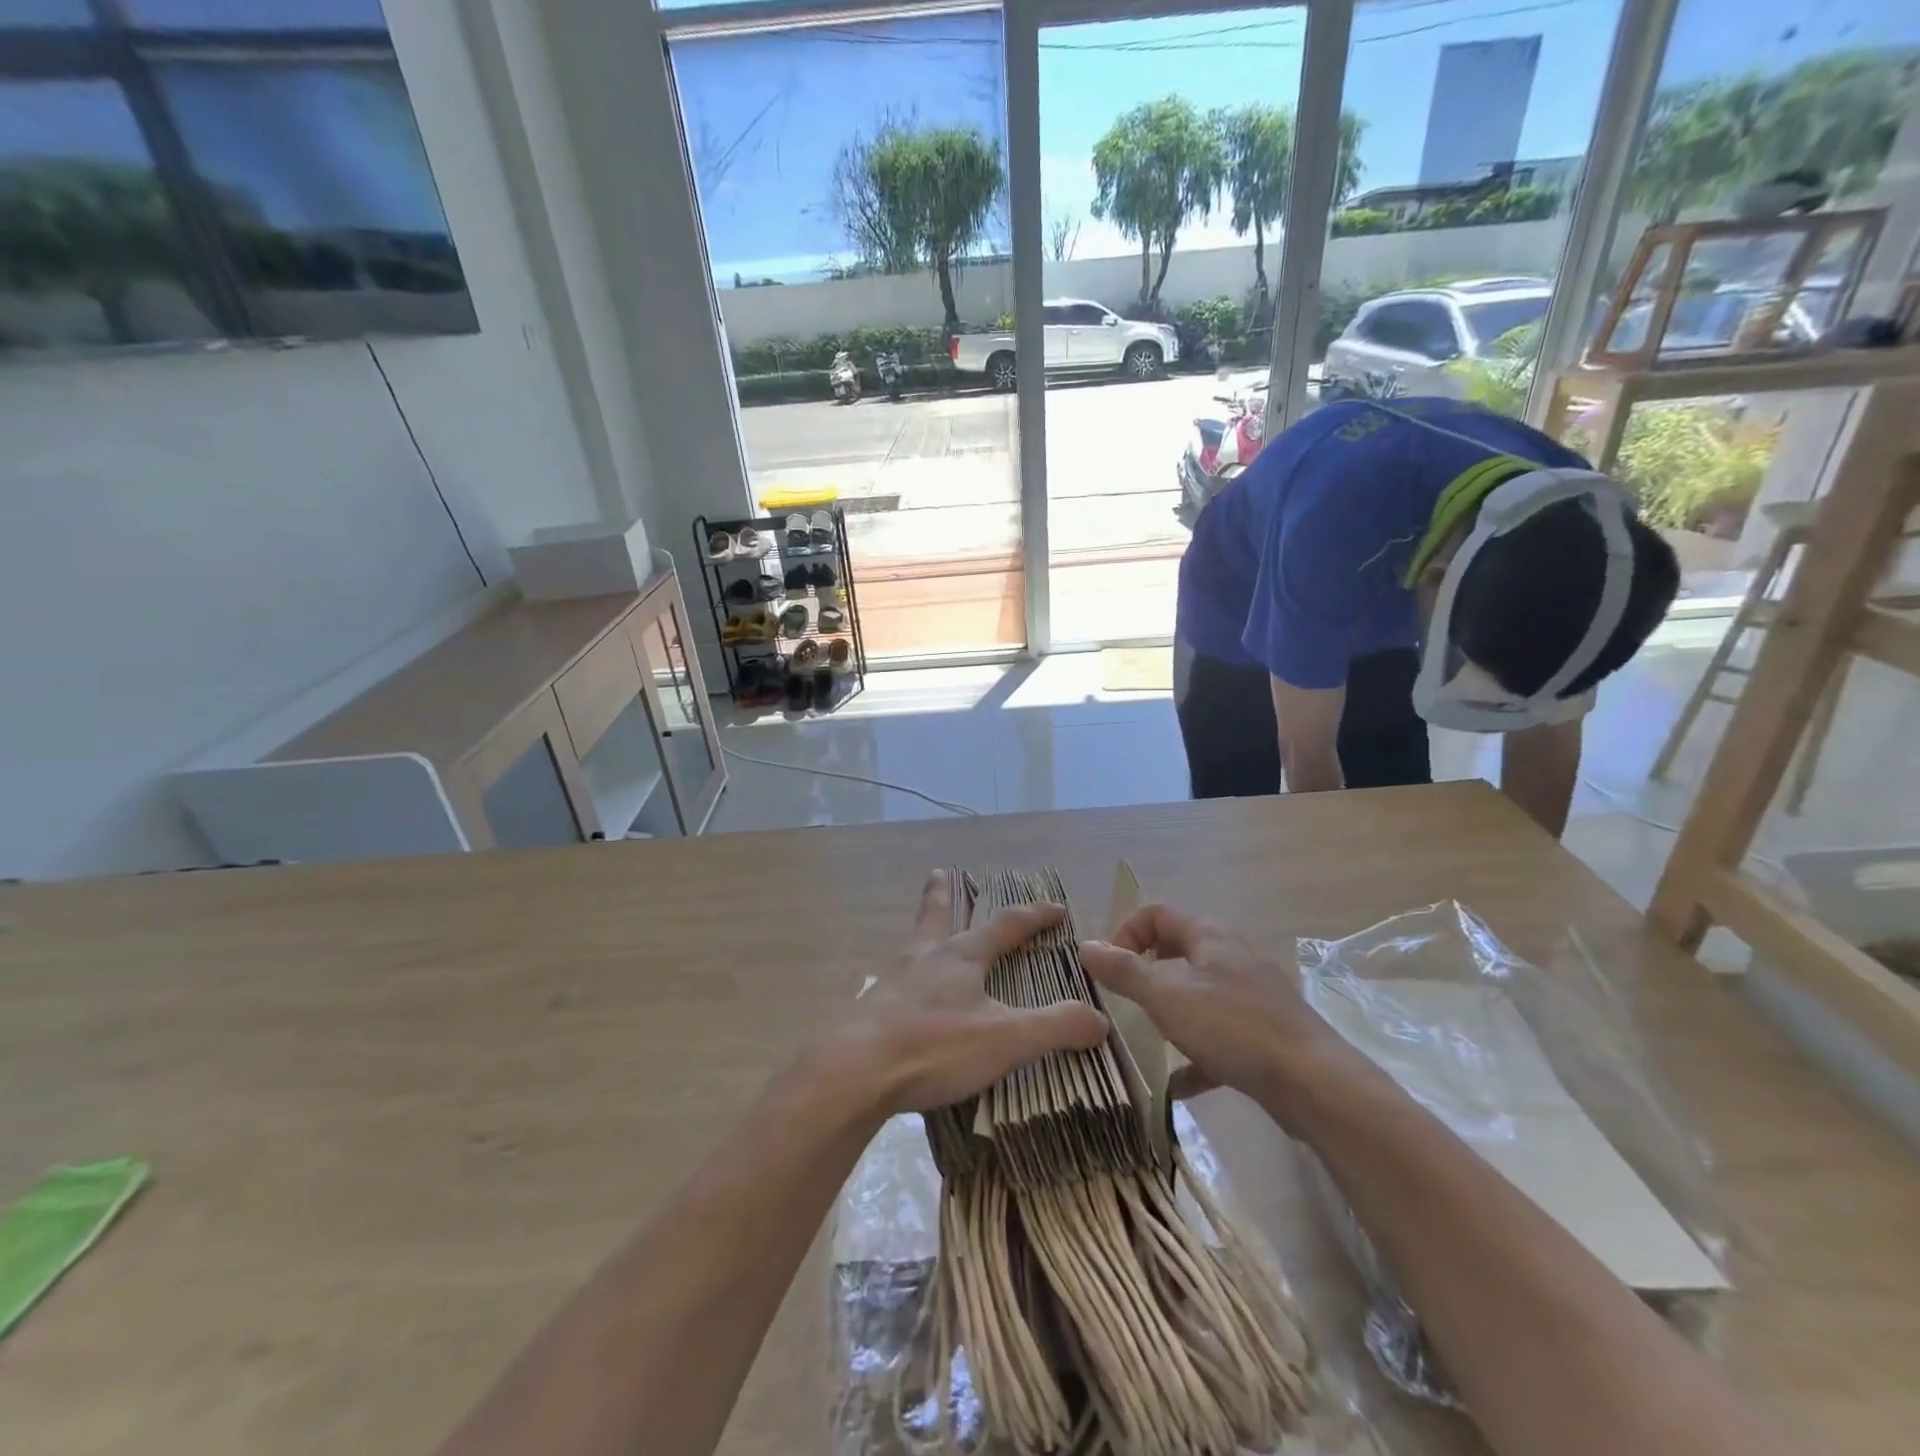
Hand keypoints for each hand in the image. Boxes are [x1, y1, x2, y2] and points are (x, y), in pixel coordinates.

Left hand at [826, 870, 1110, 1116]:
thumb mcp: (1006, 1040)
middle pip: (937, 917)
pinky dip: (902, 978)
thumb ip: (1055, 1027)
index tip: (1057, 907)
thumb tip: (1100, 1020)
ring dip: (922, 933)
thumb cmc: (935, 1046)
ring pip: (912, 945)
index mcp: (961, 957)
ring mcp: (892, 981)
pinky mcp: (870, 1010)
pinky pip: (891, 983)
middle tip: (938, 874)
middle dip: (943, 896)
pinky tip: (899, 996)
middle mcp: (925, 958)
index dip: (1035, 916)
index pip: (1006, 926)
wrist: (854, 1070)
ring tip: (921, 934)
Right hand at [1080, 903, 1343, 1117]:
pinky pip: (1219, 1036)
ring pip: (1198, 993)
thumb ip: (1123, 970)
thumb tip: (1085, 945)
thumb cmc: (1232, 1026)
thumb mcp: (1166, 995)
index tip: (1107, 969)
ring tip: (1147, 1036)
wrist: (1314, 1083)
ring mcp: (1252, 996)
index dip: (1125, 933)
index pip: (1156, 914)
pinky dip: (1196, 1054)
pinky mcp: (1265, 1034)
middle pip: (1177, 950)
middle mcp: (1231, 957)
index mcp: (1209, 937)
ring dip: (1170, 1011)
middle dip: (1145, 971)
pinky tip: (1178, 1084)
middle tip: (1123, 1000)